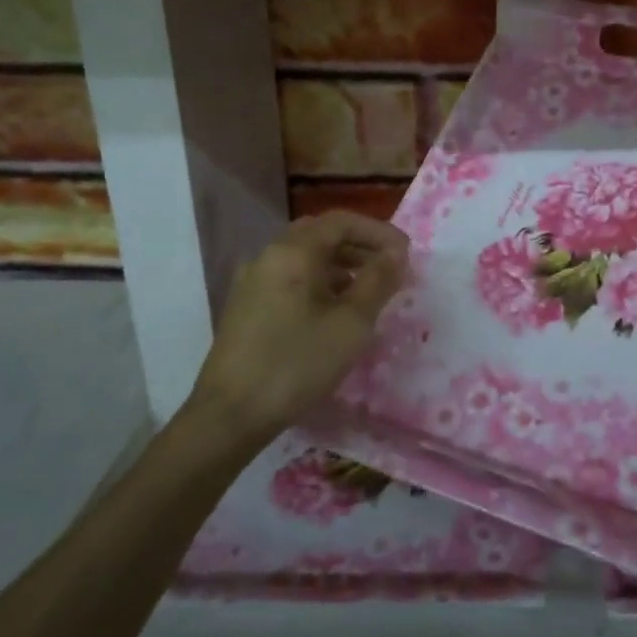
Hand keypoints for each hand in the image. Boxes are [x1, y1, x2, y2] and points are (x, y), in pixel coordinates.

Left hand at [192, 211, 408, 439]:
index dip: (378, 232)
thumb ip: (378, 281)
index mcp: (293, 251)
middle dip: (359, 245)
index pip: (341, 221)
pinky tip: (333, 310)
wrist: (230, 414)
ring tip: (368, 290)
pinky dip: (318, 281)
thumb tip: (396, 254)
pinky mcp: (246, 305)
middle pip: (320, 234)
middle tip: (389, 267)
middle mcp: (268, 255)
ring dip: (340, 264)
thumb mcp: (351, 324)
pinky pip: (289, 277)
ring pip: (304, 257)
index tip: (406, 254)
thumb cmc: (297, 364)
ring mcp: (253, 281)